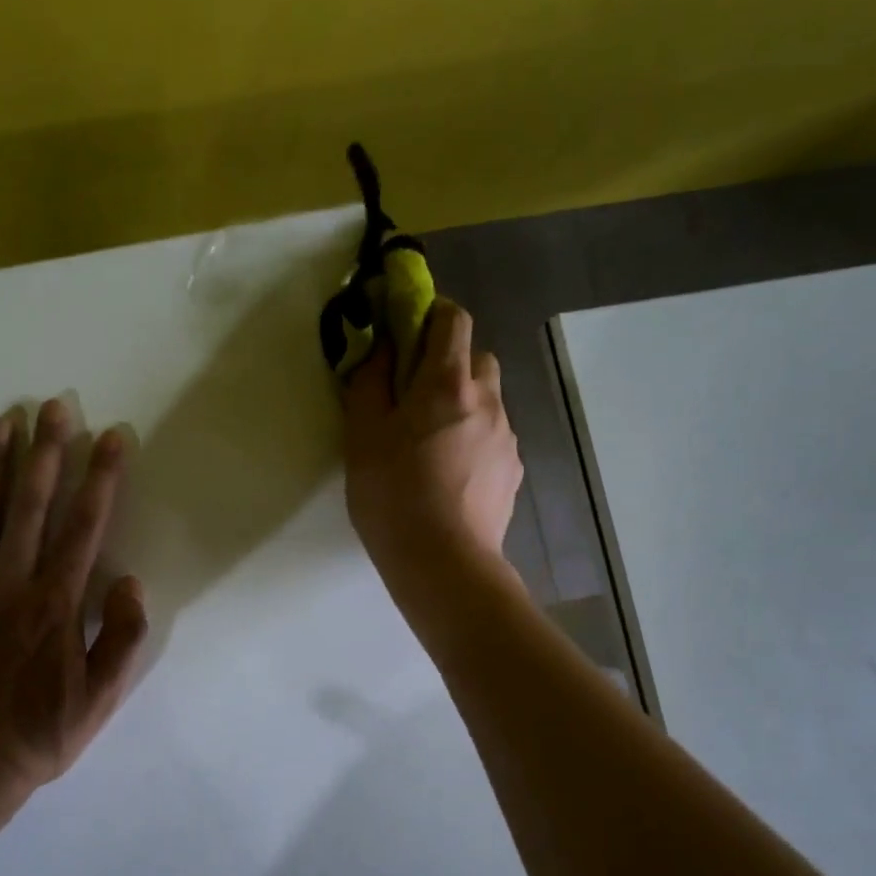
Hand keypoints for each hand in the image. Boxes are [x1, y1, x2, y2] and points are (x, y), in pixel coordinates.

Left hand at [0, 399, 148, 792]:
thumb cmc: (38, 734)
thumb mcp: (100, 699)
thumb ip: (122, 639)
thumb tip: (130, 582)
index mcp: (56, 603)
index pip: (85, 525)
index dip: (102, 476)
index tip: (112, 435)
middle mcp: (11, 582)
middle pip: (31, 504)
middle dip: (47, 450)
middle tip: (55, 404)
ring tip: (6, 418)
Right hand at [343, 299, 523, 622]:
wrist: (443, 562)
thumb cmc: (393, 494)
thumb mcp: (362, 436)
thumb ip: (369, 383)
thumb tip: (379, 347)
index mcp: (446, 383)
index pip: (452, 319)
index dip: (431, 312)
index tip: (406, 329)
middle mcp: (487, 399)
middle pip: (476, 357)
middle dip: (447, 362)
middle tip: (413, 394)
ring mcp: (506, 436)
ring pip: (486, 399)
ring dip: (462, 403)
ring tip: (430, 442)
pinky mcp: (513, 469)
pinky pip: (493, 436)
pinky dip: (473, 438)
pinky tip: (449, 473)